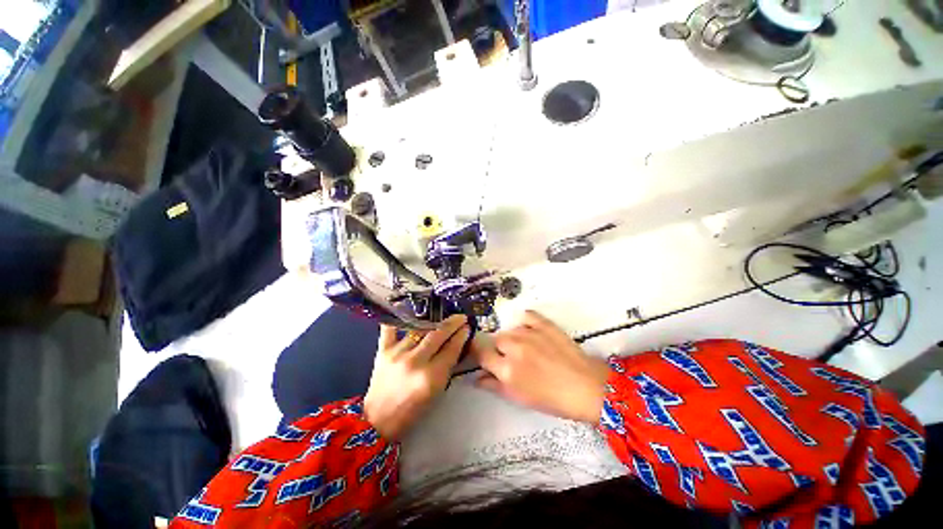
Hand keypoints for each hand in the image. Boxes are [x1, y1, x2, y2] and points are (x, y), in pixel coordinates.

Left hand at [364, 315, 469, 440]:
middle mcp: (415, 362)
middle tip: (460, 317)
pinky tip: (405, 307)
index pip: (451, 349)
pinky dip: (397, 317)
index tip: (467, 327)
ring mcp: (397, 353)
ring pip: (419, 329)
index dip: (461, 335)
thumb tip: (456, 343)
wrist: (378, 419)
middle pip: (438, 335)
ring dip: (433, 321)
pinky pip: (390, 328)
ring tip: (441, 316)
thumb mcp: (437, 391)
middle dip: (452, 323)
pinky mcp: (383, 350)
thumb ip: (447, 366)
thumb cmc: (413, 410)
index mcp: (431, 377)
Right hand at [472, 311, 609, 423]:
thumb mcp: (519, 398)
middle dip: (499, 349)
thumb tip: (477, 377)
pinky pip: (526, 315)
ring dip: (513, 337)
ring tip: (527, 348)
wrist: (587, 388)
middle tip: (513, 359)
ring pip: (510, 329)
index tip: (485, 356)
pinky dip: (525, 321)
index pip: (480, 353)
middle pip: (495, 340)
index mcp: (506, 369)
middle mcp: (514, 347)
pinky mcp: (544, 324)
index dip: (479, 353)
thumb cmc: (552, 399)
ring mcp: (529, 333)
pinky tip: (530, 329)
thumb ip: (494, 386)